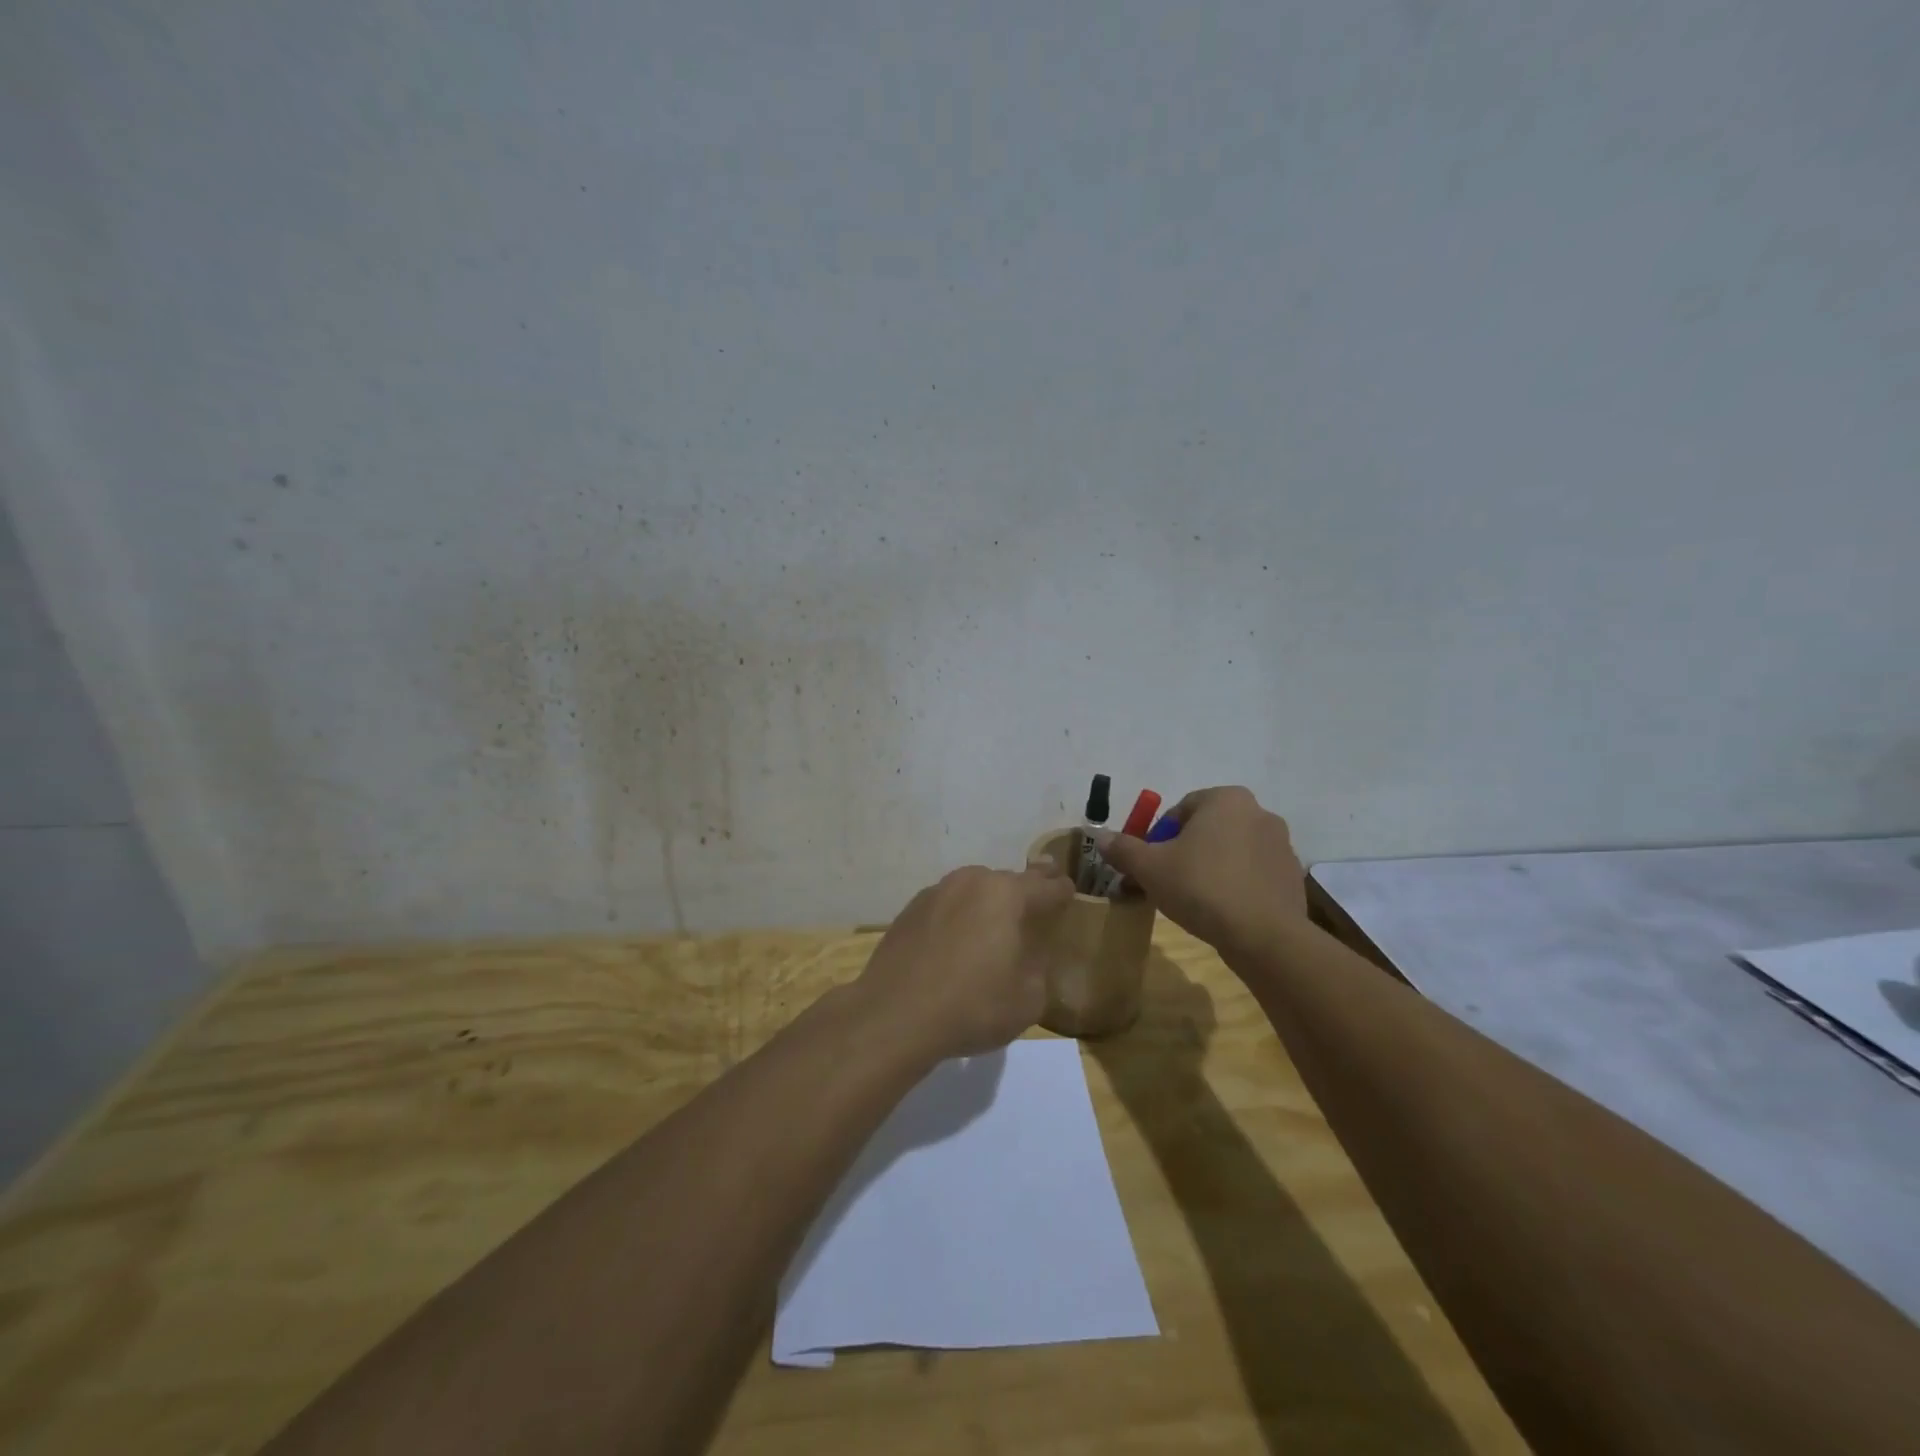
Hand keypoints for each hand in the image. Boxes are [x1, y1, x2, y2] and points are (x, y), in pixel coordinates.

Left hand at [855, 861, 1073, 1060]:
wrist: (895, 1015)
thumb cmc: (972, 1006)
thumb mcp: (1028, 998)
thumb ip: (1038, 968)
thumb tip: (1028, 955)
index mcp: (1006, 895)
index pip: (1046, 886)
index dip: (1061, 890)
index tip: (1068, 891)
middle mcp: (971, 882)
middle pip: (1007, 881)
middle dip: (1024, 890)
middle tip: (1036, 898)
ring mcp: (936, 892)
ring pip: (973, 889)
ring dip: (987, 901)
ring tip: (993, 923)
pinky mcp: (910, 910)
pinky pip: (946, 906)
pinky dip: (957, 916)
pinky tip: (956, 941)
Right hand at [1095, 786, 1306, 951]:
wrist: (1264, 936)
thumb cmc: (1202, 887)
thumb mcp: (1150, 867)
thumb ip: (1123, 848)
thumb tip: (1100, 836)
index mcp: (1226, 799)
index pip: (1179, 811)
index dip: (1158, 839)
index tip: (1150, 866)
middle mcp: (1258, 813)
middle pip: (1205, 830)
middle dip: (1183, 853)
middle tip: (1166, 883)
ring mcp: (1281, 845)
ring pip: (1229, 853)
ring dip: (1209, 869)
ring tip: (1193, 902)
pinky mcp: (1291, 877)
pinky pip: (1252, 875)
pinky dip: (1235, 886)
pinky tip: (1222, 912)